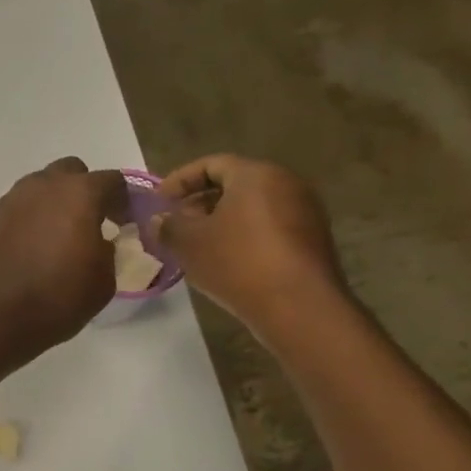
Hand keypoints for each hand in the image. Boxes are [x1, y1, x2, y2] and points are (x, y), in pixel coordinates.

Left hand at [0, 157, 125, 362]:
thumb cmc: (58, 300)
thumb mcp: (103, 281)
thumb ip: (107, 251)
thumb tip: (97, 242)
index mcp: (79, 194)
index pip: (111, 181)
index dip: (123, 200)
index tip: (125, 222)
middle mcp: (42, 187)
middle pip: (70, 172)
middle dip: (83, 191)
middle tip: (89, 222)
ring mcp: (11, 201)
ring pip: (39, 188)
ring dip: (52, 203)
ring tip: (56, 236)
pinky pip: (17, 209)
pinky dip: (28, 220)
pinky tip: (29, 248)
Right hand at [153, 154, 350, 348]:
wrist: (299, 307)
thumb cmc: (238, 263)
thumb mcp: (190, 243)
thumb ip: (168, 226)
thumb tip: (159, 220)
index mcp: (256, 174)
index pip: (211, 164)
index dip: (180, 180)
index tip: (159, 201)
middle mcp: (286, 184)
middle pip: (234, 185)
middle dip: (200, 202)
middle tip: (175, 224)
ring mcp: (304, 212)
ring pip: (252, 208)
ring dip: (221, 222)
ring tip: (196, 246)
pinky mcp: (312, 240)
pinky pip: (268, 228)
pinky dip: (243, 236)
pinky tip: (225, 261)